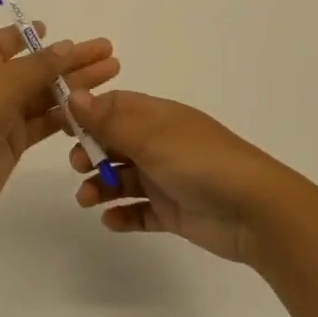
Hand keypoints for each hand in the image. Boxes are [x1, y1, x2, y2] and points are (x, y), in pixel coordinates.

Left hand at [0, 25, 119, 219]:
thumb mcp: (6, 79)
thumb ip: (41, 64)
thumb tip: (66, 46)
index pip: (11, 39)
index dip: (39, 36)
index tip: (70, 34)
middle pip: (37, 66)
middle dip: (72, 60)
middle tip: (109, 53)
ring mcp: (0, 112)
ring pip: (44, 93)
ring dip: (76, 85)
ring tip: (112, 74)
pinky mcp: (11, 140)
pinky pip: (43, 121)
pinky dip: (66, 114)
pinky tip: (94, 108)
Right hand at [67, 90, 312, 263]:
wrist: (254, 210)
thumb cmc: (201, 163)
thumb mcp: (151, 138)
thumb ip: (109, 122)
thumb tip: (73, 95)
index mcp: (159, 118)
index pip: (117, 107)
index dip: (89, 114)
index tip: (63, 129)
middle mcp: (161, 144)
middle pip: (116, 142)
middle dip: (92, 153)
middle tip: (79, 167)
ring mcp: (168, 178)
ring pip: (124, 178)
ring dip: (101, 186)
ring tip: (88, 200)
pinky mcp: (173, 211)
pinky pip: (140, 211)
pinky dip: (123, 216)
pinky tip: (111, 221)